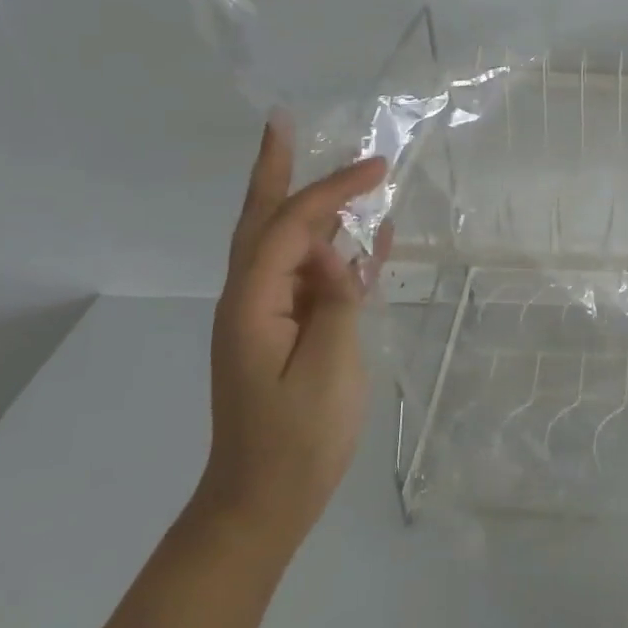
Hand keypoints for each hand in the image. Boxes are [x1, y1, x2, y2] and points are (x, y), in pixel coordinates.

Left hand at [200, 117, 391, 539]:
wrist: (262, 503)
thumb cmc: (296, 441)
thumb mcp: (328, 369)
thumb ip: (335, 301)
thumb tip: (338, 256)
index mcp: (253, 302)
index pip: (292, 226)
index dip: (332, 189)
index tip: (377, 166)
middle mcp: (250, 298)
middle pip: (262, 220)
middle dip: (275, 170)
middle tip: (281, 123)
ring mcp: (264, 316)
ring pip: (282, 245)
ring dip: (307, 206)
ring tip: (335, 173)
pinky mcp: (282, 333)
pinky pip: (306, 278)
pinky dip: (329, 252)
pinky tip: (362, 241)